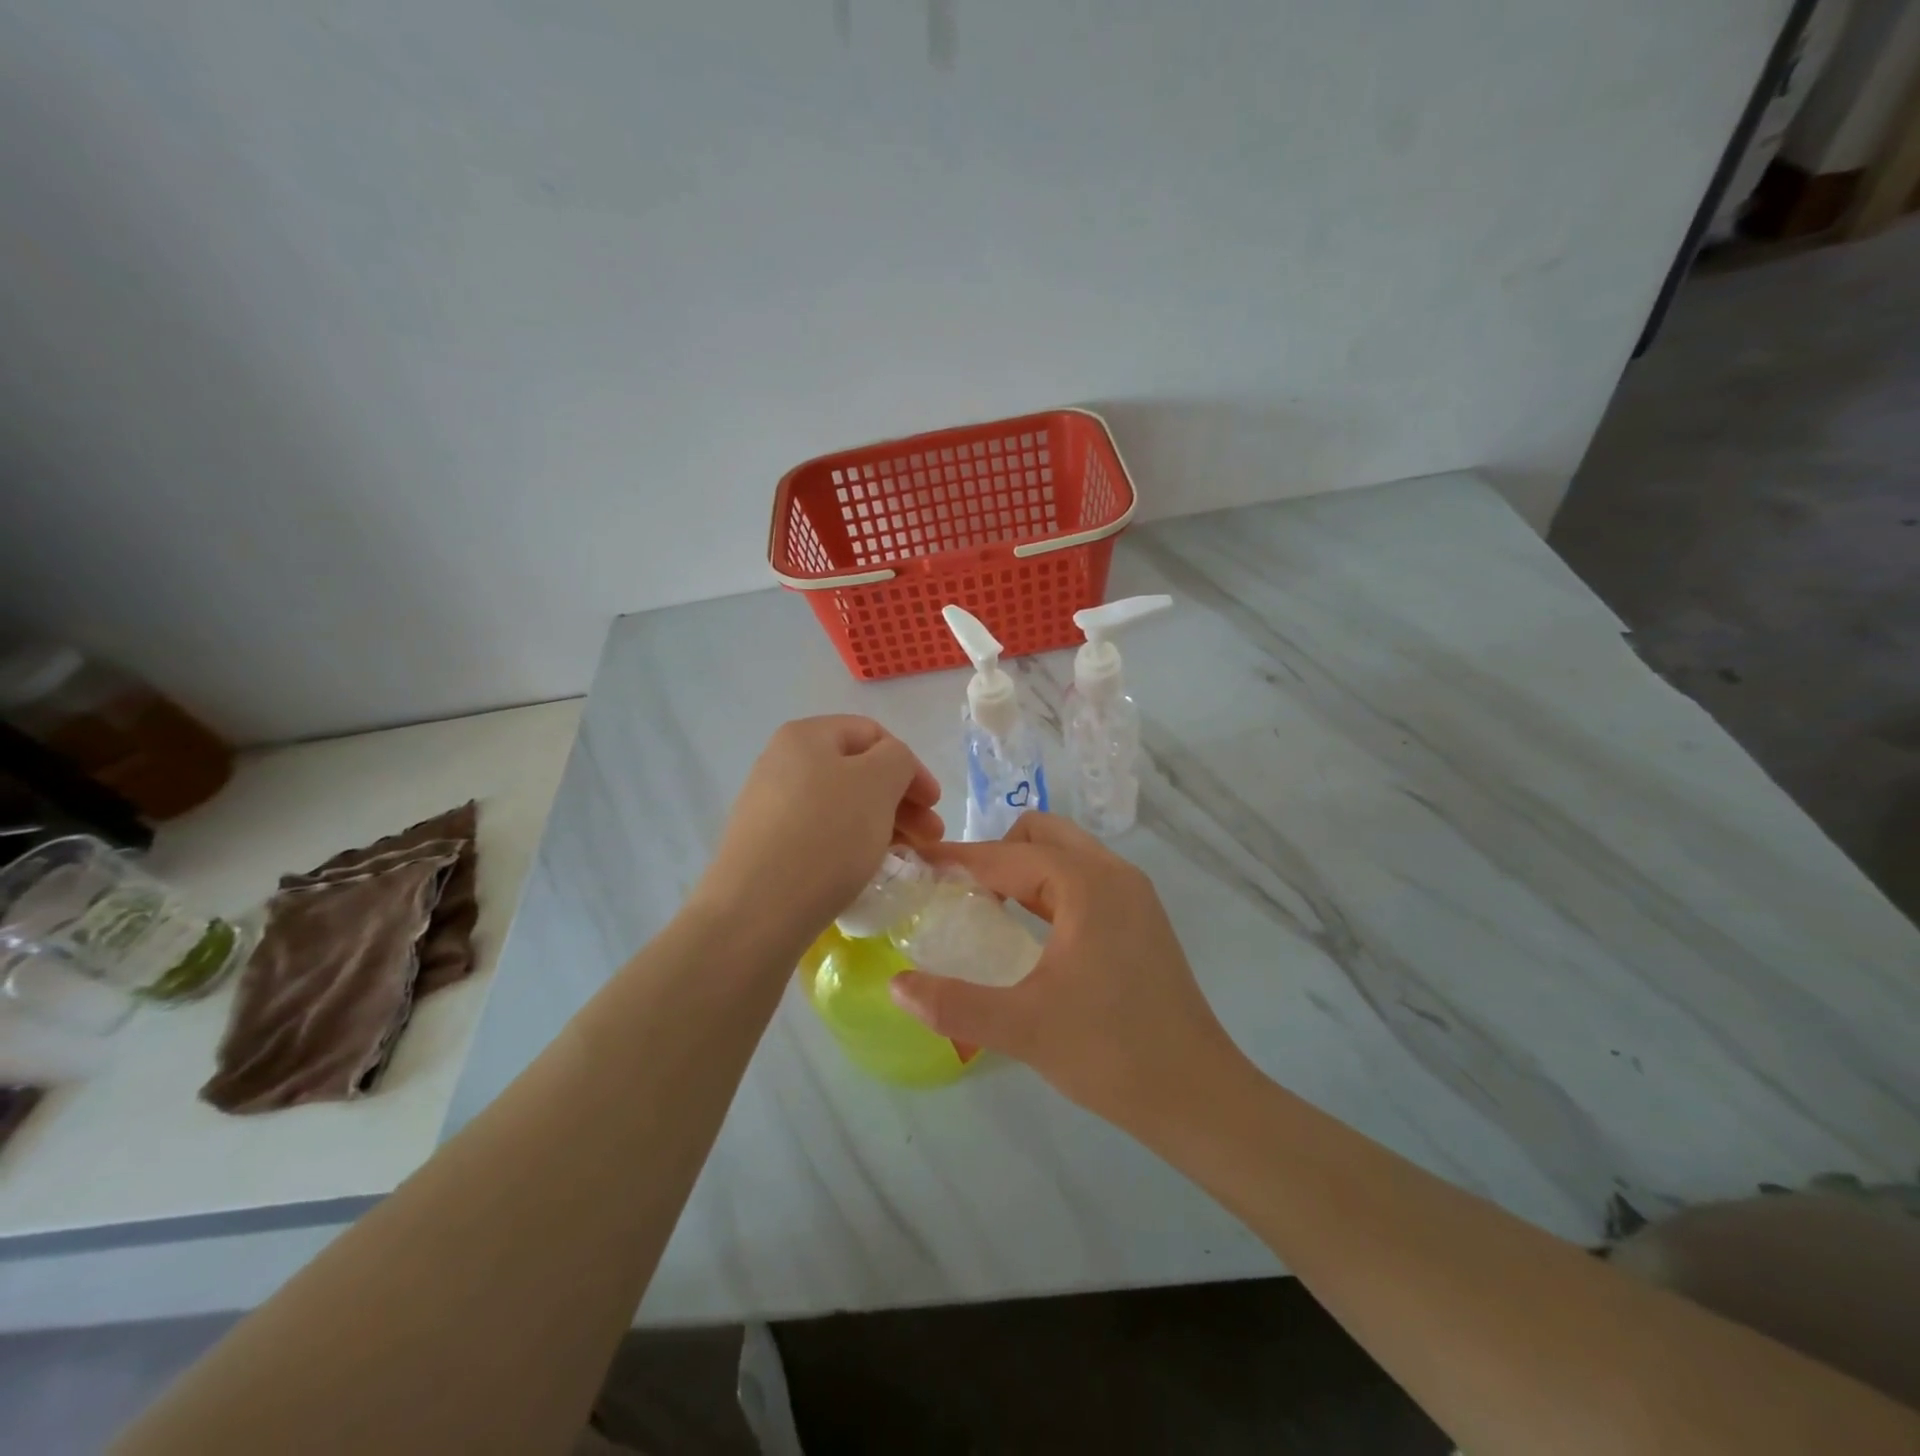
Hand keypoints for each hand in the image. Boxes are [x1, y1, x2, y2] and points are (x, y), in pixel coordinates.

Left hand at [698, 716, 941, 943]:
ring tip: (906, 855)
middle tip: (930, 836)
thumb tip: (890, 767)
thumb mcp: (878, 783)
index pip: (873, 734)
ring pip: (842, 805)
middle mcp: (782, 763)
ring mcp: (770, 806)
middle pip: (857, 771)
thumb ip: (897, 759)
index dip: (911, 765)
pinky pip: (821, 833)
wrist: (757, 910)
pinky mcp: (766, 846)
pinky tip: (867, 868)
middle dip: (901, 800)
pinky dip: (852, 843)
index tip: (934, 804)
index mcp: (806, 736)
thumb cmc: (826, 834)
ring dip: (882, 823)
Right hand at [888, 812, 1242, 1125]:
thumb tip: (895, 984)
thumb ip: (952, 1003)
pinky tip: (1030, 930)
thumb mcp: (1022, 1028)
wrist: (1197, 1097)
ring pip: (1065, 855)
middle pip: (1040, 835)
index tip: (916, 864)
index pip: (1006, 856)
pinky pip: (1084, 880)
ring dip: (1022, 869)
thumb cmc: (1110, 1053)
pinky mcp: (1141, 918)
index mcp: (1087, 885)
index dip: (957, 859)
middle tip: (957, 893)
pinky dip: (1048, 887)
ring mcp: (1134, 895)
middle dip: (994, 853)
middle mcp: (1114, 874)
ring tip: (985, 909)